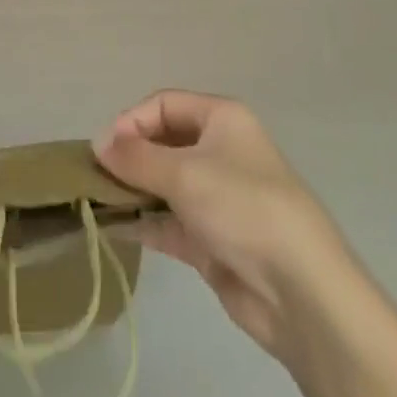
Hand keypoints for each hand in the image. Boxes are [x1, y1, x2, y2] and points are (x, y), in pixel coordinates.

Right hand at [94, 90, 343, 363]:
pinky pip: (168, 221)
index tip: (104, 150)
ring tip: (95, 201)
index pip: (163, 104)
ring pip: (163, 183)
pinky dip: (142, 222)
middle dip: (129, 156)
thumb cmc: (243, 208)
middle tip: (95, 176)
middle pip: (162, 142)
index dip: (131, 121)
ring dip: (131, 190)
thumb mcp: (184, 173)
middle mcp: (219, 151)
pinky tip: (112, 228)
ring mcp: (216, 197)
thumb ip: (136, 157)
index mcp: (221, 119)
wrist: (301, 292)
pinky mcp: (212, 239)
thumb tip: (99, 144)